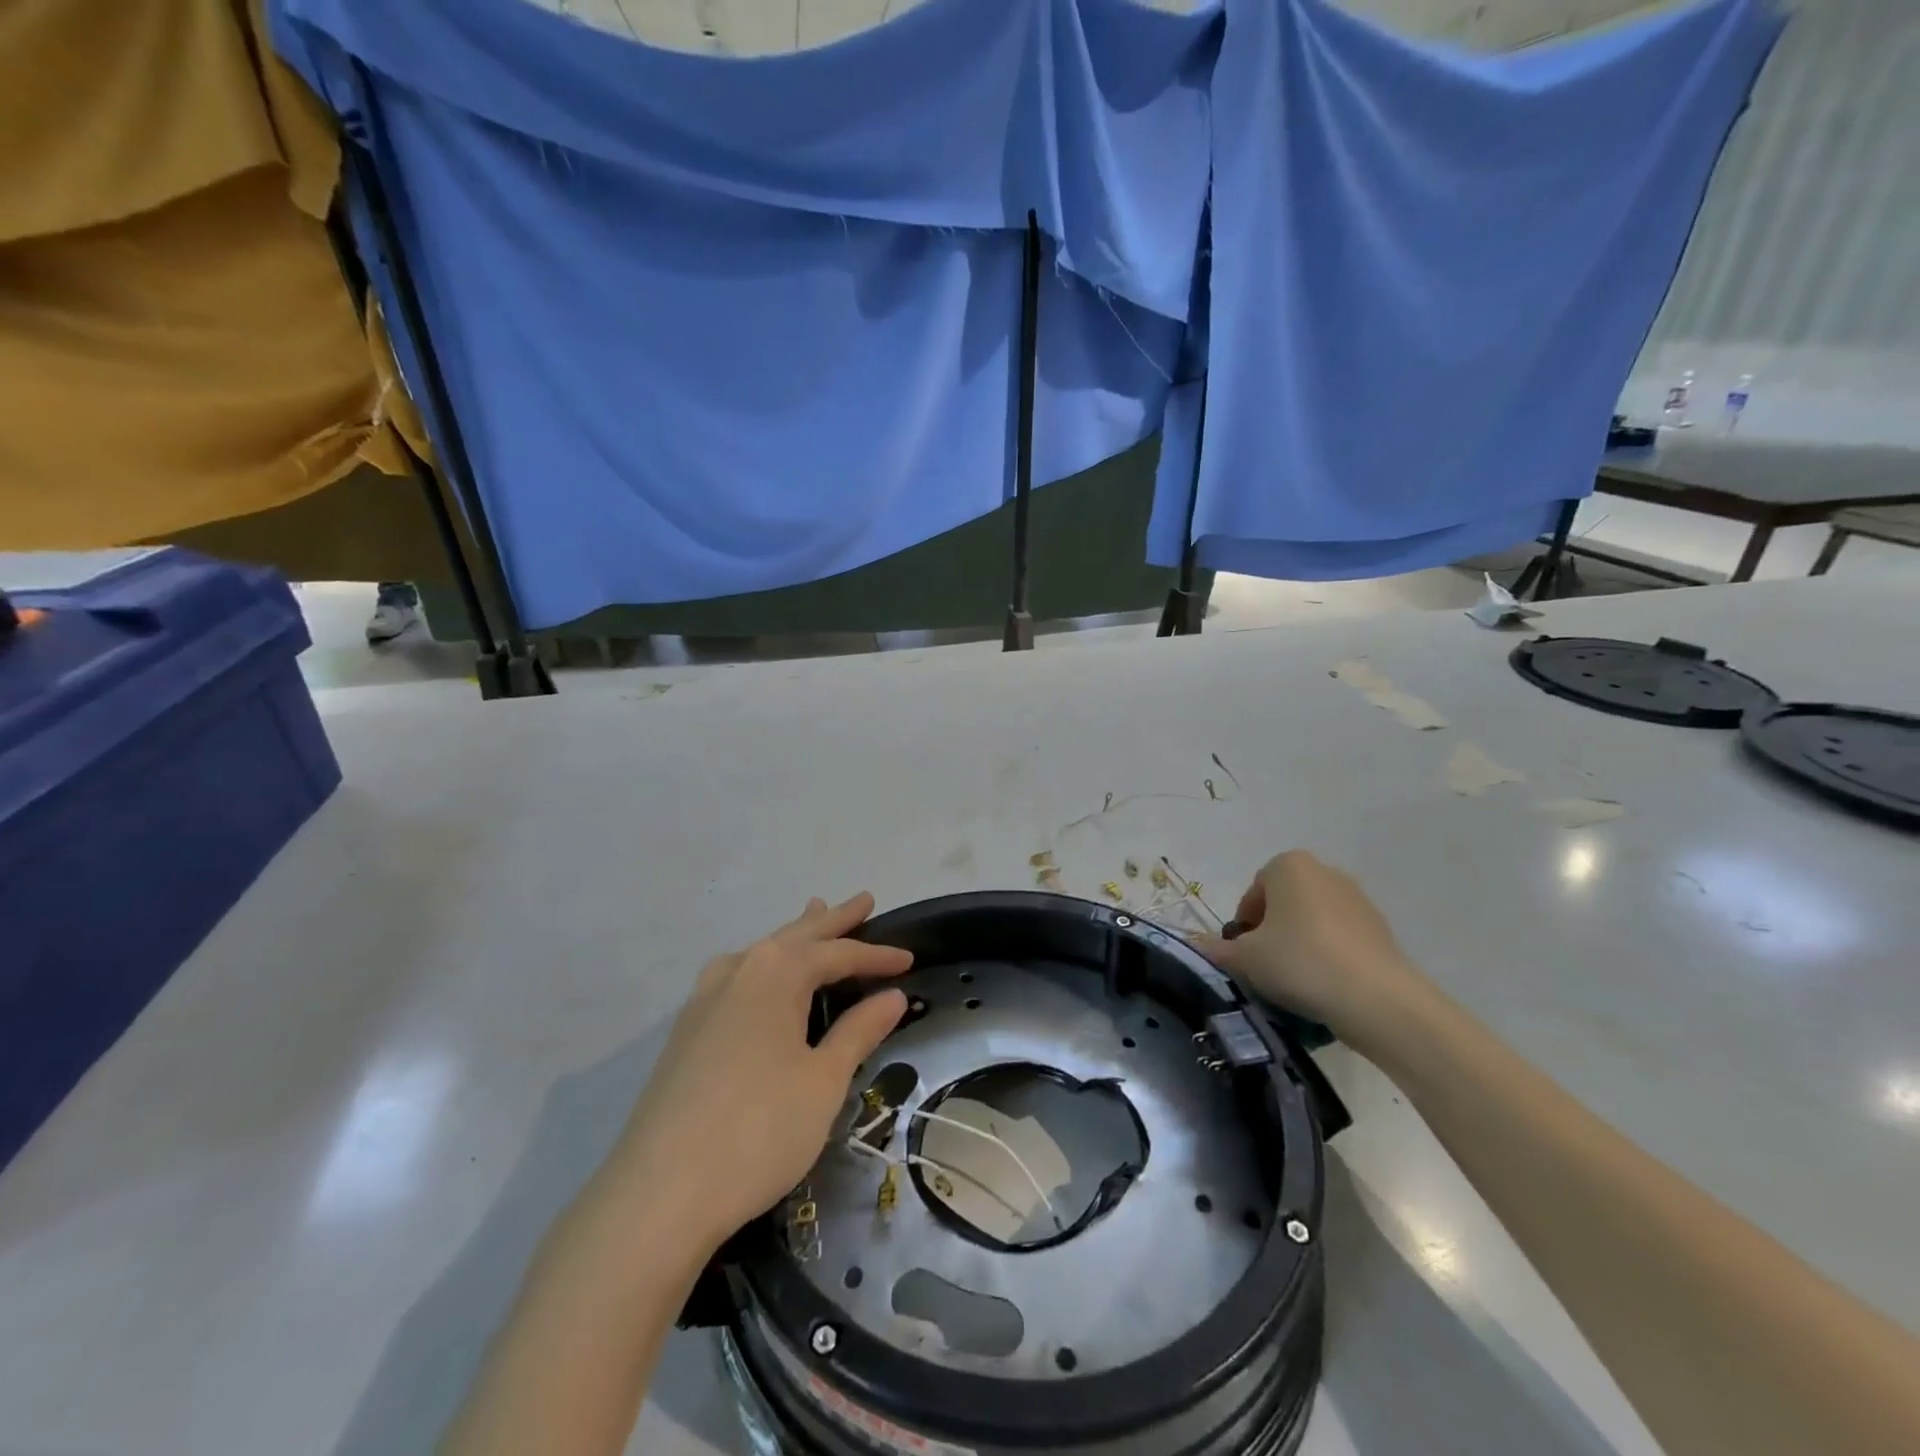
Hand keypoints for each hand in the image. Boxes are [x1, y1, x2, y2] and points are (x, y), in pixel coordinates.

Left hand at [606, 894, 912, 1251]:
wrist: (659, 1194)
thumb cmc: (759, 1130)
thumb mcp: (823, 1080)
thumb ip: (858, 1031)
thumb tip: (893, 995)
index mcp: (776, 973)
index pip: (838, 954)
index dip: (876, 956)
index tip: (909, 960)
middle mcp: (738, 971)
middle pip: (796, 936)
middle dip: (833, 920)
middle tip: (863, 900)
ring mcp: (704, 999)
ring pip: (762, 951)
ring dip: (795, 935)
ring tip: (814, 912)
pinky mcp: (686, 1030)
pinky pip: (737, 975)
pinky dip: (765, 963)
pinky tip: (760, 973)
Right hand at [1194, 851, 1430, 1043]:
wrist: (1376, 998)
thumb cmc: (1299, 961)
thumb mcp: (1244, 958)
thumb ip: (1216, 950)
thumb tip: (1193, 946)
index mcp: (1288, 865)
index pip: (1253, 893)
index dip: (1243, 925)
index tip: (1243, 954)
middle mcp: (1325, 872)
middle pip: (1284, 904)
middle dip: (1271, 932)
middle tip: (1265, 967)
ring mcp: (1358, 899)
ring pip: (1312, 922)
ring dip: (1299, 945)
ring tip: (1295, 982)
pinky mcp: (1381, 929)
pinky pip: (1340, 939)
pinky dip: (1328, 956)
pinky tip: (1324, 987)